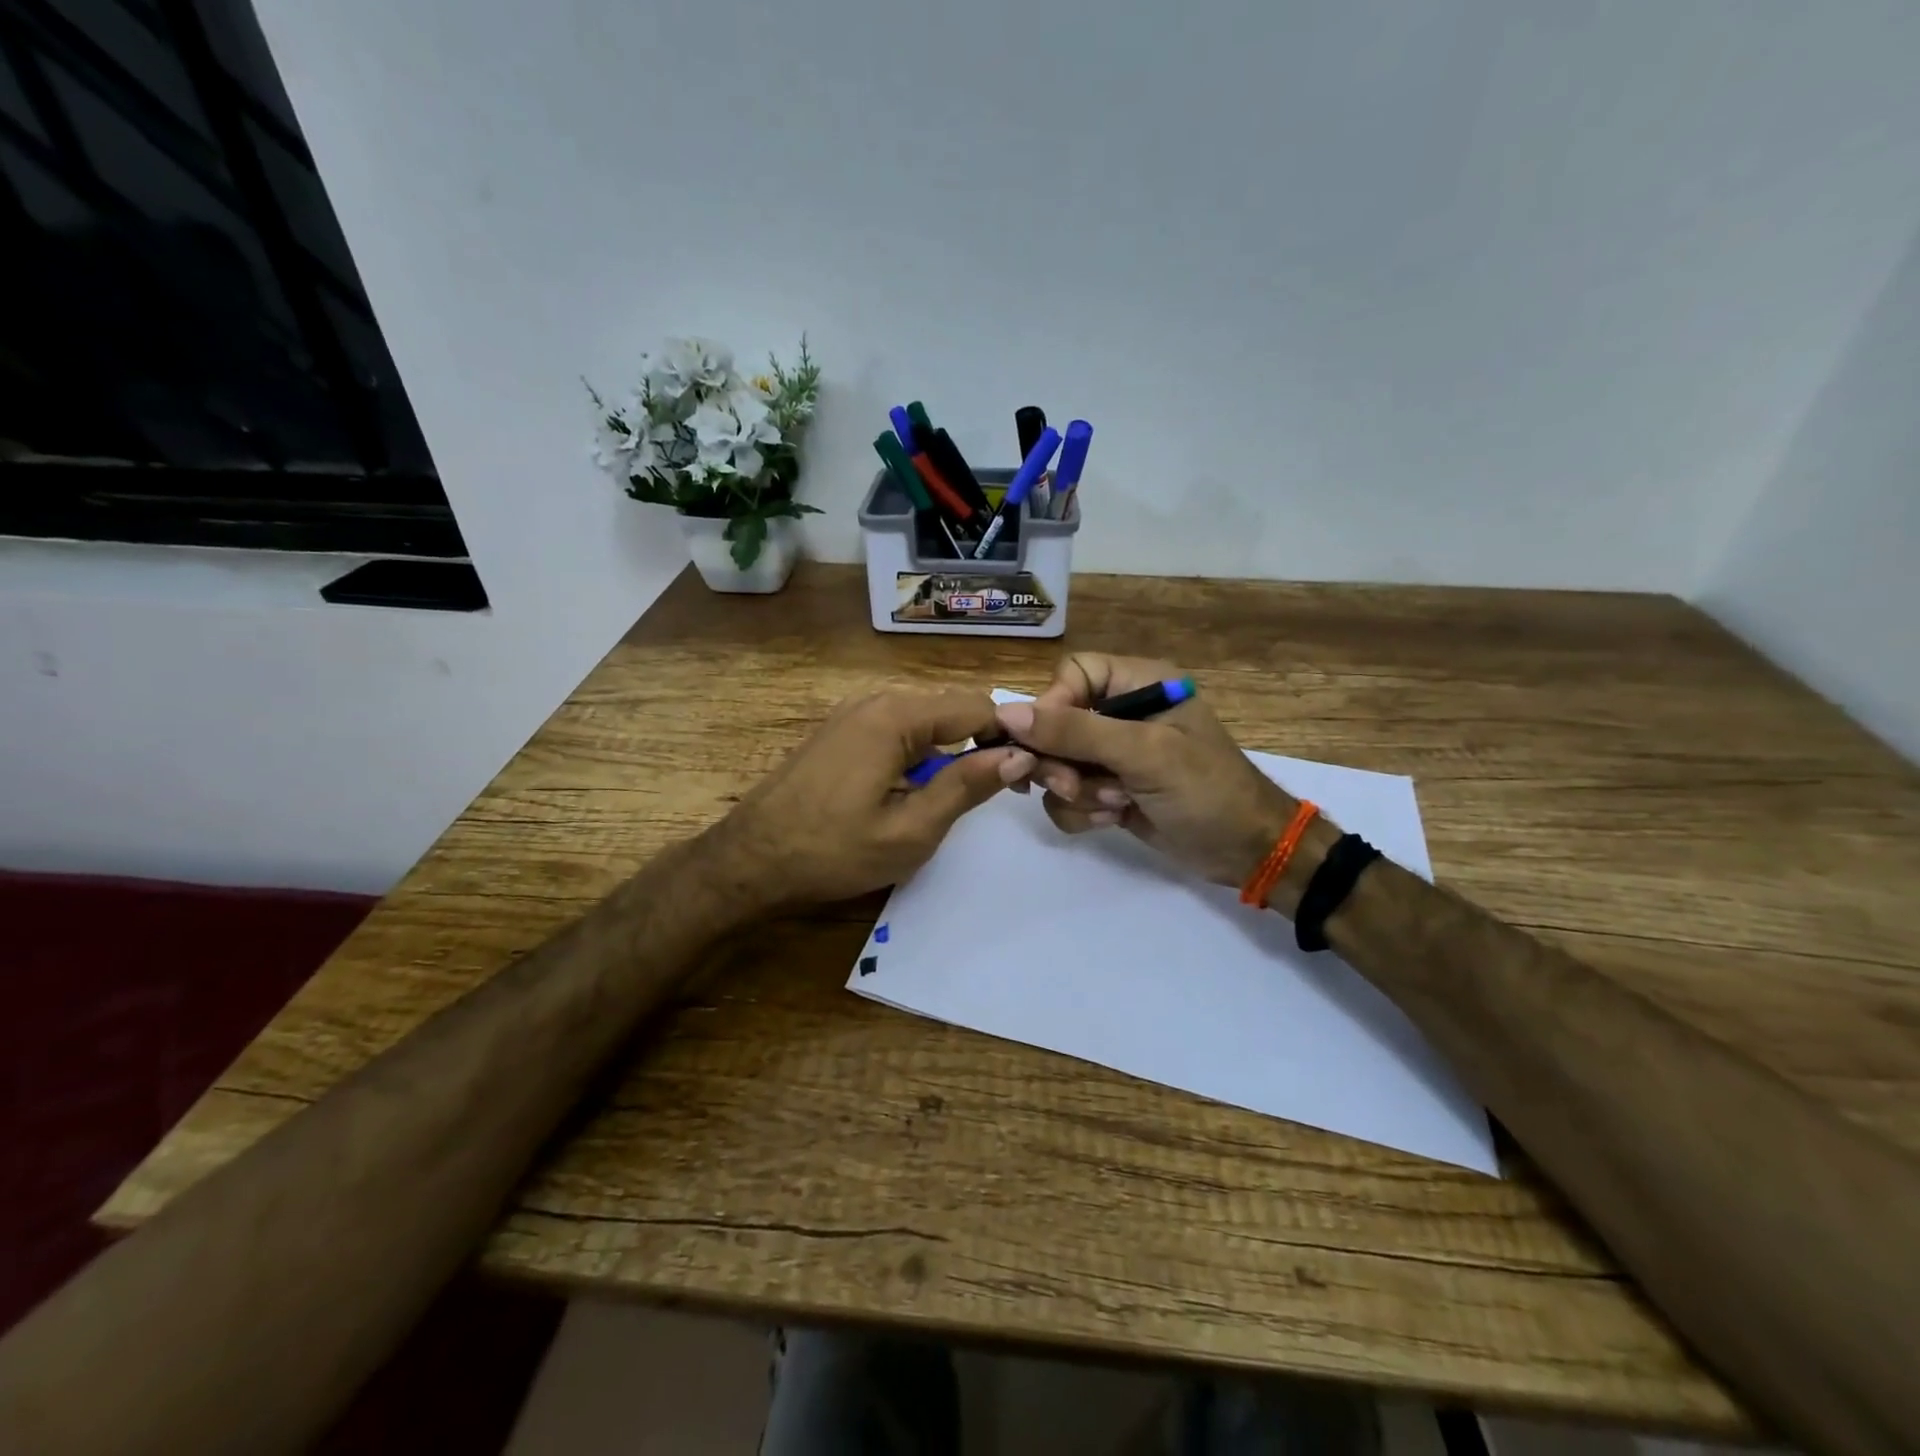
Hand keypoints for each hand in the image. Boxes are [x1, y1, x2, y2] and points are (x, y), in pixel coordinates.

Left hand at [711, 688, 1026, 907]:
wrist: (749, 861)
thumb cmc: (832, 851)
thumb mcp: (911, 829)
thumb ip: (967, 786)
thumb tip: (1018, 755)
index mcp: (896, 716)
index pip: (977, 707)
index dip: (1010, 737)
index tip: (1028, 775)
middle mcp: (875, 700)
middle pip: (951, 710)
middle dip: (980, 744)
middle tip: (995, 794)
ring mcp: (853, 713)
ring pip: (925, 722)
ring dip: (948, 753)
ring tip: (953, 799)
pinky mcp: (840, 731)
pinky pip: (897, 731)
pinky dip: (918, 754)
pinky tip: (912, 792)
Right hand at [996, 654, 1299, 887]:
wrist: (1246, 852)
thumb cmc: (1205, 790)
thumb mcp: (1143, 754)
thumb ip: (1075, 732)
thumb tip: (1006, 715)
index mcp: (1138, 683)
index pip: (1071, 675)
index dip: (1052, 707)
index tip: (1047, 743)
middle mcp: (1121, 713)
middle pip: (1054, 723)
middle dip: (1061, 761)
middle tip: (1073, 785)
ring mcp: (1113, 755)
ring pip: (1055, 763)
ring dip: (1075, 791)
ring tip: (1113, 805)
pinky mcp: (1107, 790)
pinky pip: (1065, 795)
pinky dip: (1081, 812)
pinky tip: (1113, 820)